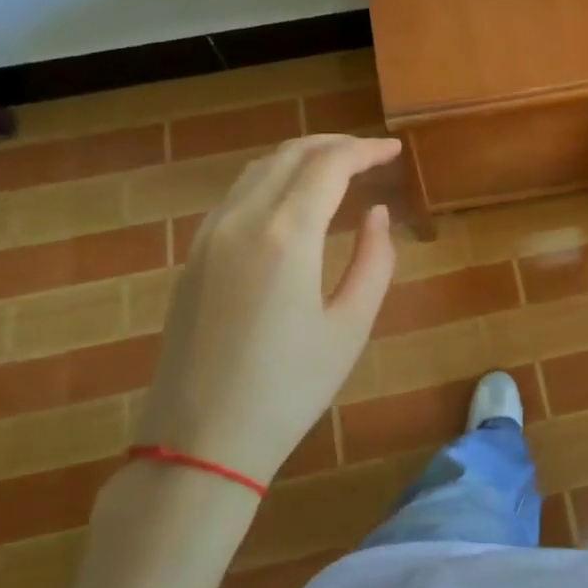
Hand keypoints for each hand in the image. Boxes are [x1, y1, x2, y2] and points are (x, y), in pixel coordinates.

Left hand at [134, 134, 400, 484]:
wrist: (200, 442)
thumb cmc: (288, 389)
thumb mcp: (350, 327)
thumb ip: (374, 260)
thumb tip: (376, 214)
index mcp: (286, 235)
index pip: (329, 165)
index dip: (365, 150)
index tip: (394, 150)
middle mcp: (242, 220)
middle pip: (290, 155)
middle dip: (334, 146)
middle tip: (370, 155)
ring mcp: (209, 236)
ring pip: (258, 169)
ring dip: (301, 158)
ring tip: (336, 169)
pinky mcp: (193, 256)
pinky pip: (236, 195)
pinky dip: (271, 179)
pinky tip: (291, 200)